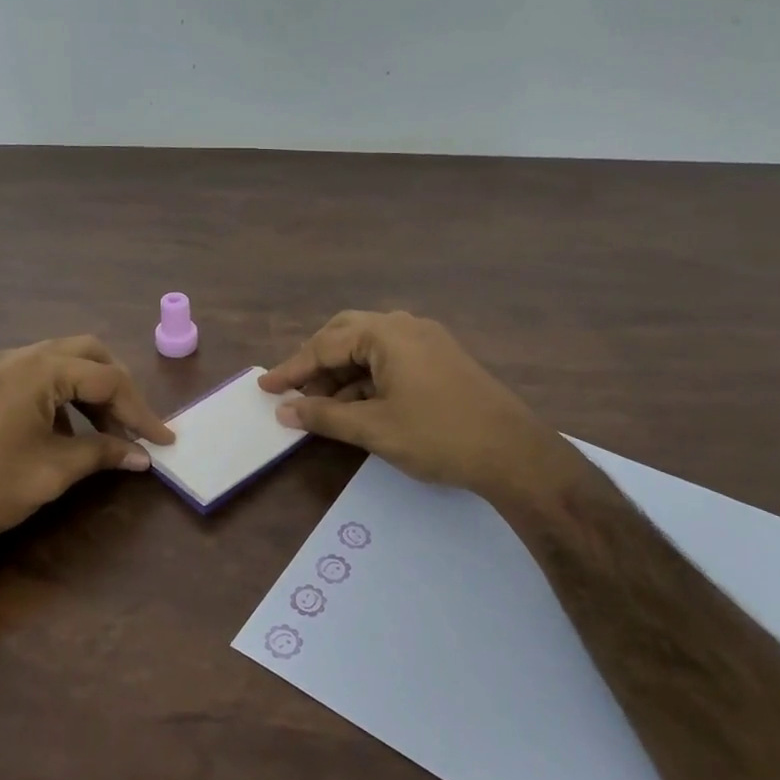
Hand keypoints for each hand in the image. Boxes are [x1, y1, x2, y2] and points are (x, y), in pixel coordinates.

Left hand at [0, 336, 173, 557]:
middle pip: (88, 354)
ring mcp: (0, 366)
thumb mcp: (54, 472)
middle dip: (118, 388)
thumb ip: (103, 454)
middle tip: (133, 425)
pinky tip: (68, 432)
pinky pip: (40, 375)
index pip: (108, 379)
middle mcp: (22, 356)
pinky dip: (64, 395)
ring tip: (106, 433)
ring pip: (64, 361)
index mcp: (40, 370)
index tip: (163, 440)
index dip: (141, 410)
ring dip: (91, 391)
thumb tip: (143, 456)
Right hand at [260, 311, 569, 504]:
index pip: (324, 345)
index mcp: (386, 333)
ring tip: (321, 405)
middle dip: (316, 362)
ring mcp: (427, 341)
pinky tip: (357, 405)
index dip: (291, 369)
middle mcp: (405, 326)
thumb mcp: (374, 428)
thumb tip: (285, 411)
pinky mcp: (441, 360)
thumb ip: (324, 416)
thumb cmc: (438, 435)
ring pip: (369, 348)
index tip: (265, 387)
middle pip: (345, 334)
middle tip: (294, 391)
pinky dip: (367, 378)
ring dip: (342, 372)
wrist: (515, 454)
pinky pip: (391, 359)